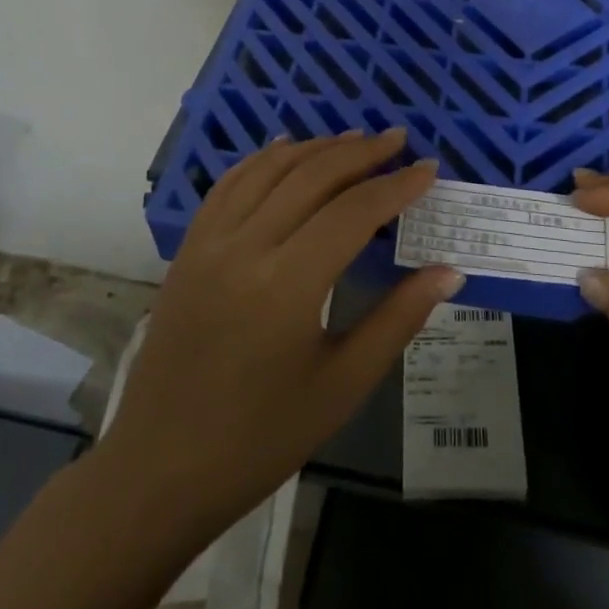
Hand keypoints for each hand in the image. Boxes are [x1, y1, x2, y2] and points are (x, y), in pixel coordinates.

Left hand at [103, 130, 461, 536]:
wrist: (160, 468)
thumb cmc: (261, 437)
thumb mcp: (343, 385)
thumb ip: (398, 319)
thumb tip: (448, 271)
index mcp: (287, 284)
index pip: (353, 211)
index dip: (396, 186)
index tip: (428, 169)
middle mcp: (245, 247)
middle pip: (311, 176)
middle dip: (361, 153)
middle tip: (398, 140)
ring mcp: (209, 243)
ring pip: (269, 170)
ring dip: (315, 148)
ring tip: (354, 139)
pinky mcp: (188, 249)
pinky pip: (229, 185)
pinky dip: (263, 160)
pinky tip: (285, 149)